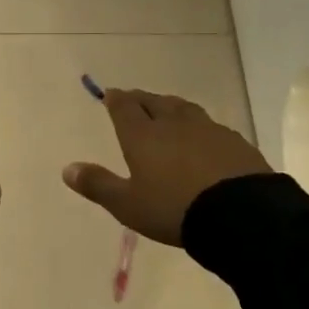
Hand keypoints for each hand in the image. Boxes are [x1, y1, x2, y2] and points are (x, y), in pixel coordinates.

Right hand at [63, 88, 270, 245]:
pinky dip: (198, 126)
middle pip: (154, 102)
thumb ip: (98, 185)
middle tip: (134, 99)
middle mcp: (173, 124)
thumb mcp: (128, 205)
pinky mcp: (234, 142)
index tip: (110, 94)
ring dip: (170, 107)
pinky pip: (210, 126)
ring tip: (166, 109)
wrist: (241, 214)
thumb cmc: (174, 209)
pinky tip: (202, 137)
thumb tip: (67, 168)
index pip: (125, 108)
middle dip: (141, 99)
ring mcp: (207, 130)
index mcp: (143, 136)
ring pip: (183, 109)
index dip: (116, 100)